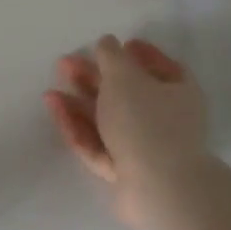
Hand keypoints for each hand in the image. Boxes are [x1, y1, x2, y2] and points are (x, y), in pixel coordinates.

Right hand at [43, 35, 209, 229]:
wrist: (159, 187)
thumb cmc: (147, 121)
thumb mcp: (125, 77)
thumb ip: (111, 56)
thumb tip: (107, 42)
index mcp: (179, 93)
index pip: (162, 68)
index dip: (141, 54)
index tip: (118, 44)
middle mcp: (166, 120)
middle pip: (126, 94)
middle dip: (95, 79)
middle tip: (66, 65)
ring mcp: (145, 148)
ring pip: (108, 120)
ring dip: (80, 103)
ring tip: (51, 91)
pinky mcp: (124, 171)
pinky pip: (98, 144)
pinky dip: (77, 127)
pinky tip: (56, 110)